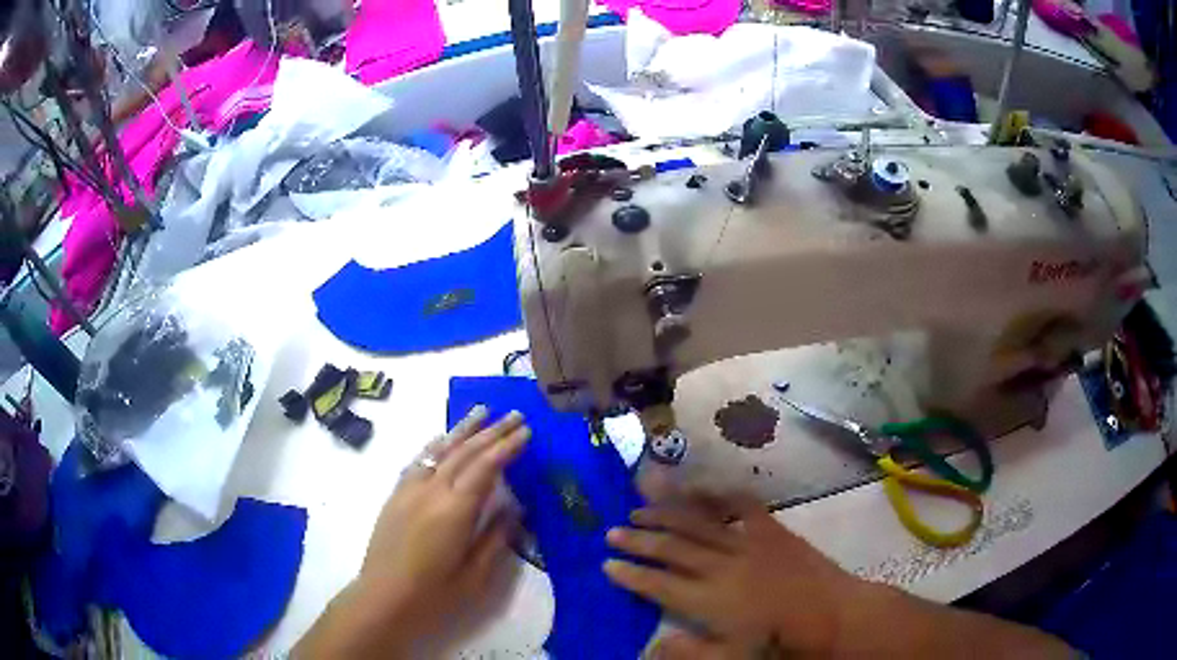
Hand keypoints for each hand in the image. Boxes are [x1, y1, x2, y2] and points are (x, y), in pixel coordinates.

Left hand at [296, 406, 529, 656]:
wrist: (382, 600)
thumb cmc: (434, 596)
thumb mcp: (476, 576)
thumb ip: (496, 538)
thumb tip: (514, 509)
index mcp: (454, 510)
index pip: (486, 468)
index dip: (507, 447)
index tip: (526, 431)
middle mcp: (431, 491)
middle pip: (464, 452)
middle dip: (491, 431)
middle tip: (515, 414)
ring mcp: (409, 491)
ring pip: (439, 451)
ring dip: (462, 429)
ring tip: (482, 411)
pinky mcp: (395, 497)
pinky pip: (418, 462)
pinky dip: (435, 446)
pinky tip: (442, 440)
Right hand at [603, 495, 858, 653]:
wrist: (837, 616)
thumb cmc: (784, 643)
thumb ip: (689, 654)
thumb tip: (647, 649)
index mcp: (711, 600)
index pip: (659, 584)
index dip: (631, 574)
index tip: (606, 564)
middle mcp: (723, 565)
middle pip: (673, 548)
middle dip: (639, 539)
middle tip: (612, 530)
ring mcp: (749, 543)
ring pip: (698, 523)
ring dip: (667, 513)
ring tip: (640, 505)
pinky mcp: (772, 530)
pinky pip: (741, 506)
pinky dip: (719, 494)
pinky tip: (702, 487)